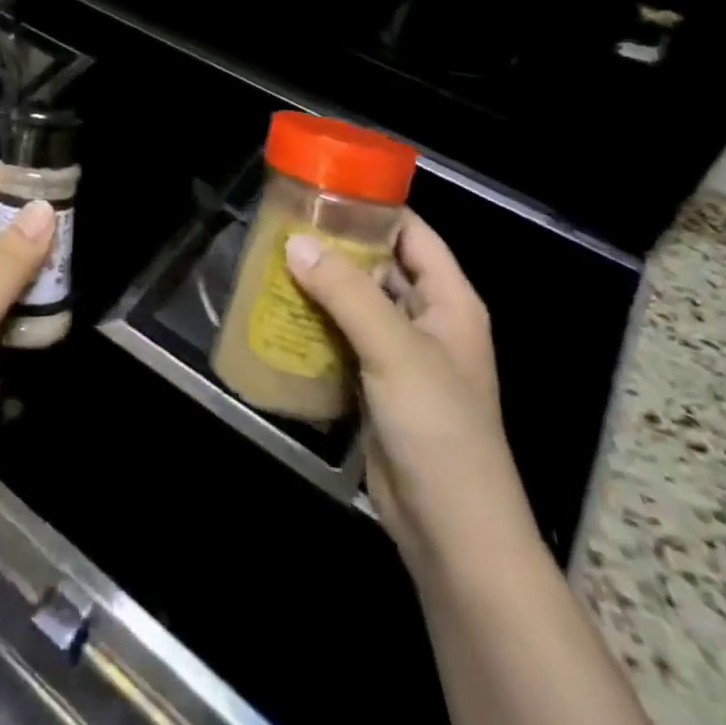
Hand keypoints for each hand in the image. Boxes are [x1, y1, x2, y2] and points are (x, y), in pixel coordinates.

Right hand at [285, 212, 524, 573]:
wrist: (451, 531)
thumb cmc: (438, 427)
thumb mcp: (394, 348)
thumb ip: (346, 291)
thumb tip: (295, 242)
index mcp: (450, 301)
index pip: (414, 234)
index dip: (376, 210)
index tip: (325, 193)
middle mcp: (428, 321)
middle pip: (381, 267)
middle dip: (338, 247)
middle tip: (285, 227)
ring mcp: (402, 356)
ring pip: (359, 304)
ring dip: (323, 287)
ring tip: (273, 262)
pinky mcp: (377, 387)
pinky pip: (345, 340)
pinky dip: (318, 325)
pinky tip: (281, 314)